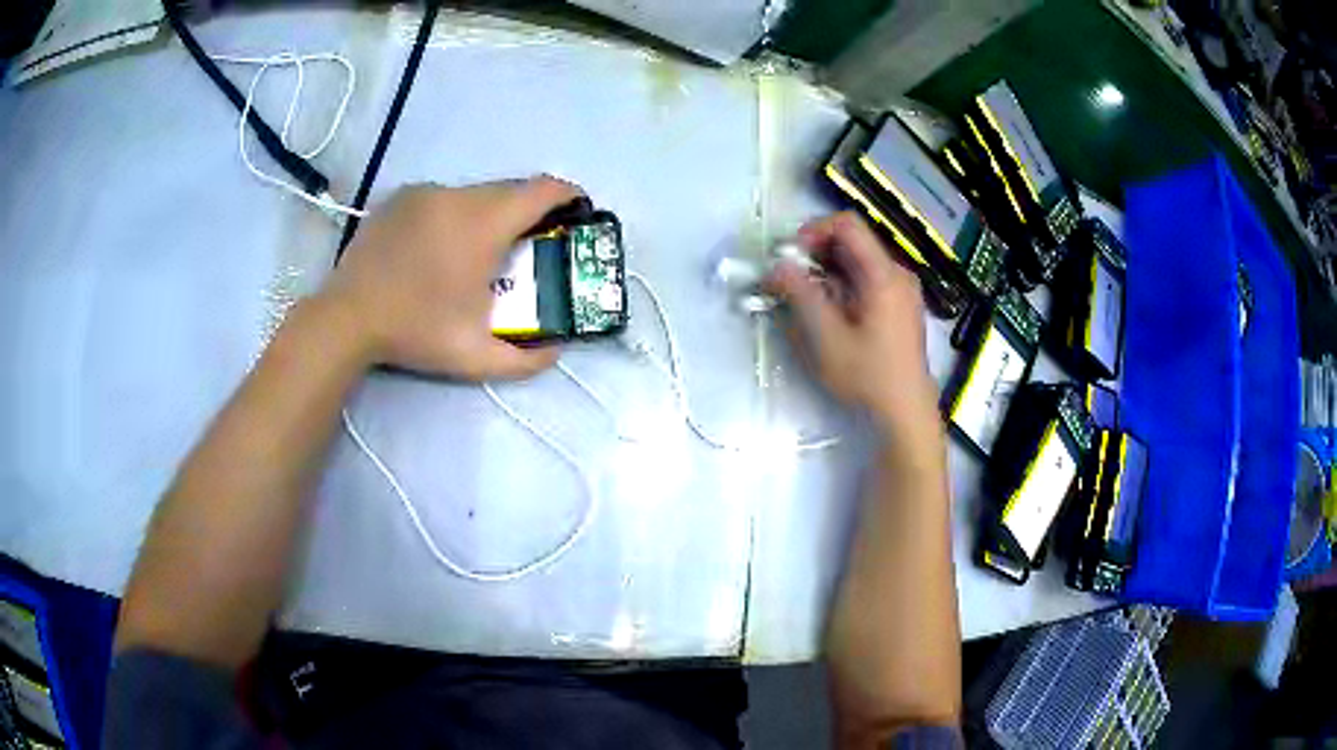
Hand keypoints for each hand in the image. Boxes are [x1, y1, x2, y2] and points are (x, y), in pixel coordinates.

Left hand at [321, 177, 579, 379]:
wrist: (347, 318)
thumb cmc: (415, 333)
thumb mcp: (475, 358)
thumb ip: (527, 360)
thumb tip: (558, 350)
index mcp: (483, 224)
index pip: (542, 190)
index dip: (568, 196)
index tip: (577, 212)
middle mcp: (458, 196)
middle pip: (511, 189)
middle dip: (529, 211)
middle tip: (528, 244)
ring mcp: (426, 193)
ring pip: (476, 192)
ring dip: (490, 213)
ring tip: (480, 249)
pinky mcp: (401, 198)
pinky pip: (444, 197)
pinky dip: (455, 214)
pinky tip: (440, 246)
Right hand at [765, 212, 938, 438]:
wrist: (906, 411)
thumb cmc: (868, 376)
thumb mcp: (826, 338)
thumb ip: (800, 295)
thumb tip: (776, 265)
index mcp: (884, 274)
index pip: (847, 224)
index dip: (813, 230)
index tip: (790, 257)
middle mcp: (897, 273)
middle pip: (852, 241)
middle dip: (815, 254)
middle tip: (789, 280)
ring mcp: (902, 289)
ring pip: (857, 261)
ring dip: (826, 272)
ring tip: (804, 299)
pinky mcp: (899, 305)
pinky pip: (866, 279)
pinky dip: (842, 285)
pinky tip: (829, 312)